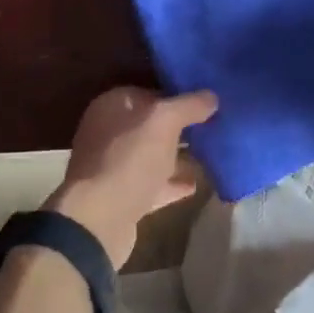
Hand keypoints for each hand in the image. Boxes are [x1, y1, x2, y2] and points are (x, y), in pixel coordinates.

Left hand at [46, 87, 218, 267]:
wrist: (99, 219)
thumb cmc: (129, 159)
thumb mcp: (164, 121)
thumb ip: (188, 105)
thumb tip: (211, 96)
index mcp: (112, 106)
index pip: (149, 93)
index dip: (178, 96)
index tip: (207, 103)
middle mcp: (109, 133)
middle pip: (151, 126)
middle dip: (180, 128)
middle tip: (214, 128)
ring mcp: (114, 167)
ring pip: (152, 156)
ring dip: (178, 157)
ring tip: (210, 155)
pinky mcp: (122, 198)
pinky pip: (153, 185)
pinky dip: (172, 184)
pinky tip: (195, 184)